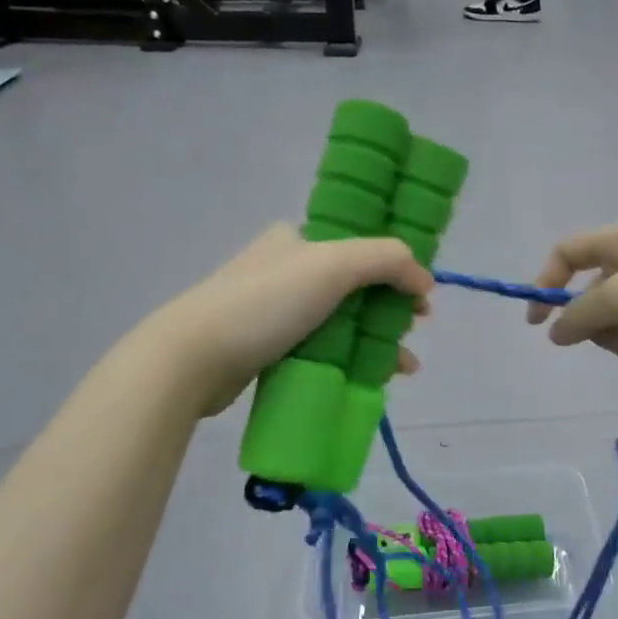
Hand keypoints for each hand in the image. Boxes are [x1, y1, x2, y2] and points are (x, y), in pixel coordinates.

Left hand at [164, 223, 431, 414]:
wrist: (192, 359)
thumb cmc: (265, 303)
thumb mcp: (333, 266)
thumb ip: (386, 260)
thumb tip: (424, 279)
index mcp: (298, 239)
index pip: (360, 245)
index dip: (396, 267)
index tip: (420, 297)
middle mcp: (288, 269)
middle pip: (357, 286)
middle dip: (392, 310)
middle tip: (412, 331)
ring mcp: (277, 311)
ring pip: (344, 321)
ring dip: (378, 341)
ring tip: (404, 368)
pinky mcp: (270, 348)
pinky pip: (324, 349)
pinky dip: (352, 360)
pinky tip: (375, 379)